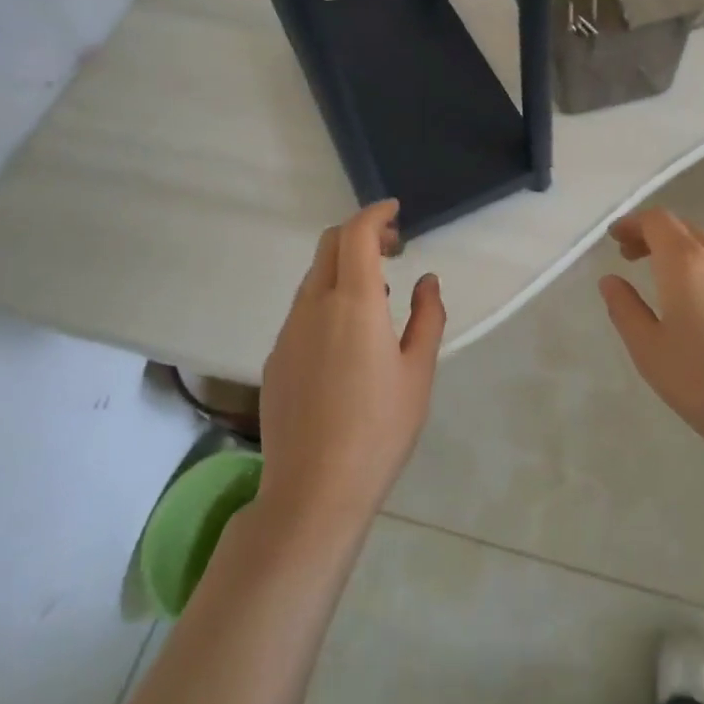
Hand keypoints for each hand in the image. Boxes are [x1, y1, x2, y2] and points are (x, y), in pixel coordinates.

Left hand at [257, 201, 444, 533]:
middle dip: (360, 234)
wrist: (313, 491)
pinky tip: (347, 335)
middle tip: (393, 248)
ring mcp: (287, 332)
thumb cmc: (379, 429)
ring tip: (378, 293)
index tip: (395, 212)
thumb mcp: (418, 372)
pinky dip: (327, 298)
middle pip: (329, 246)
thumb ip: (427, 317)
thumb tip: (426, 281)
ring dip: (343, 267)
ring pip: (313, 278)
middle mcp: (313, 306)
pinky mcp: (275, 358)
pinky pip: (302, 310)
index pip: (356, 234)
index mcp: (353, 303)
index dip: (375, 214)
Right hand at [599, 208, 703, 478]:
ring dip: (678, 251)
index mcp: (687, 262)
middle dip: (653, 235)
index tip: (614, 239)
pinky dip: (701, 268)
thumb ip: (625, 309)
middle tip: (630, 257)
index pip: (657, 221)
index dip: (632, 224)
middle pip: (683, 228)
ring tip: (660, 280)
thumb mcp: (650, 351)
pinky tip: (696, 303)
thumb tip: (610, 280)